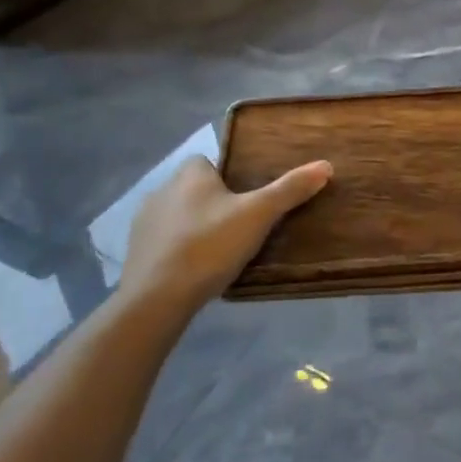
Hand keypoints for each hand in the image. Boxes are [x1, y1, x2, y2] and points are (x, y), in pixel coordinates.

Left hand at [117, 155, 332, 313]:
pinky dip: (178, 250)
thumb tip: (325, 165)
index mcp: (189, 173)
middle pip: (195, 189)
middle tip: (240, 227)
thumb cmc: (209, 246)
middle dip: (214, 203)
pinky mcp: (135, 252)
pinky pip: (164, 242)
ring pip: (179, 215)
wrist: (156, 299)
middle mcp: (162, 189)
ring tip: (220, 251)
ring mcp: (144, 222)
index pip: (210, 162)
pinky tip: (195, 270)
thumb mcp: (258, 215)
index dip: (229, 178)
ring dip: (195, 227)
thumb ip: (290, 189)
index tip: (248, 200)